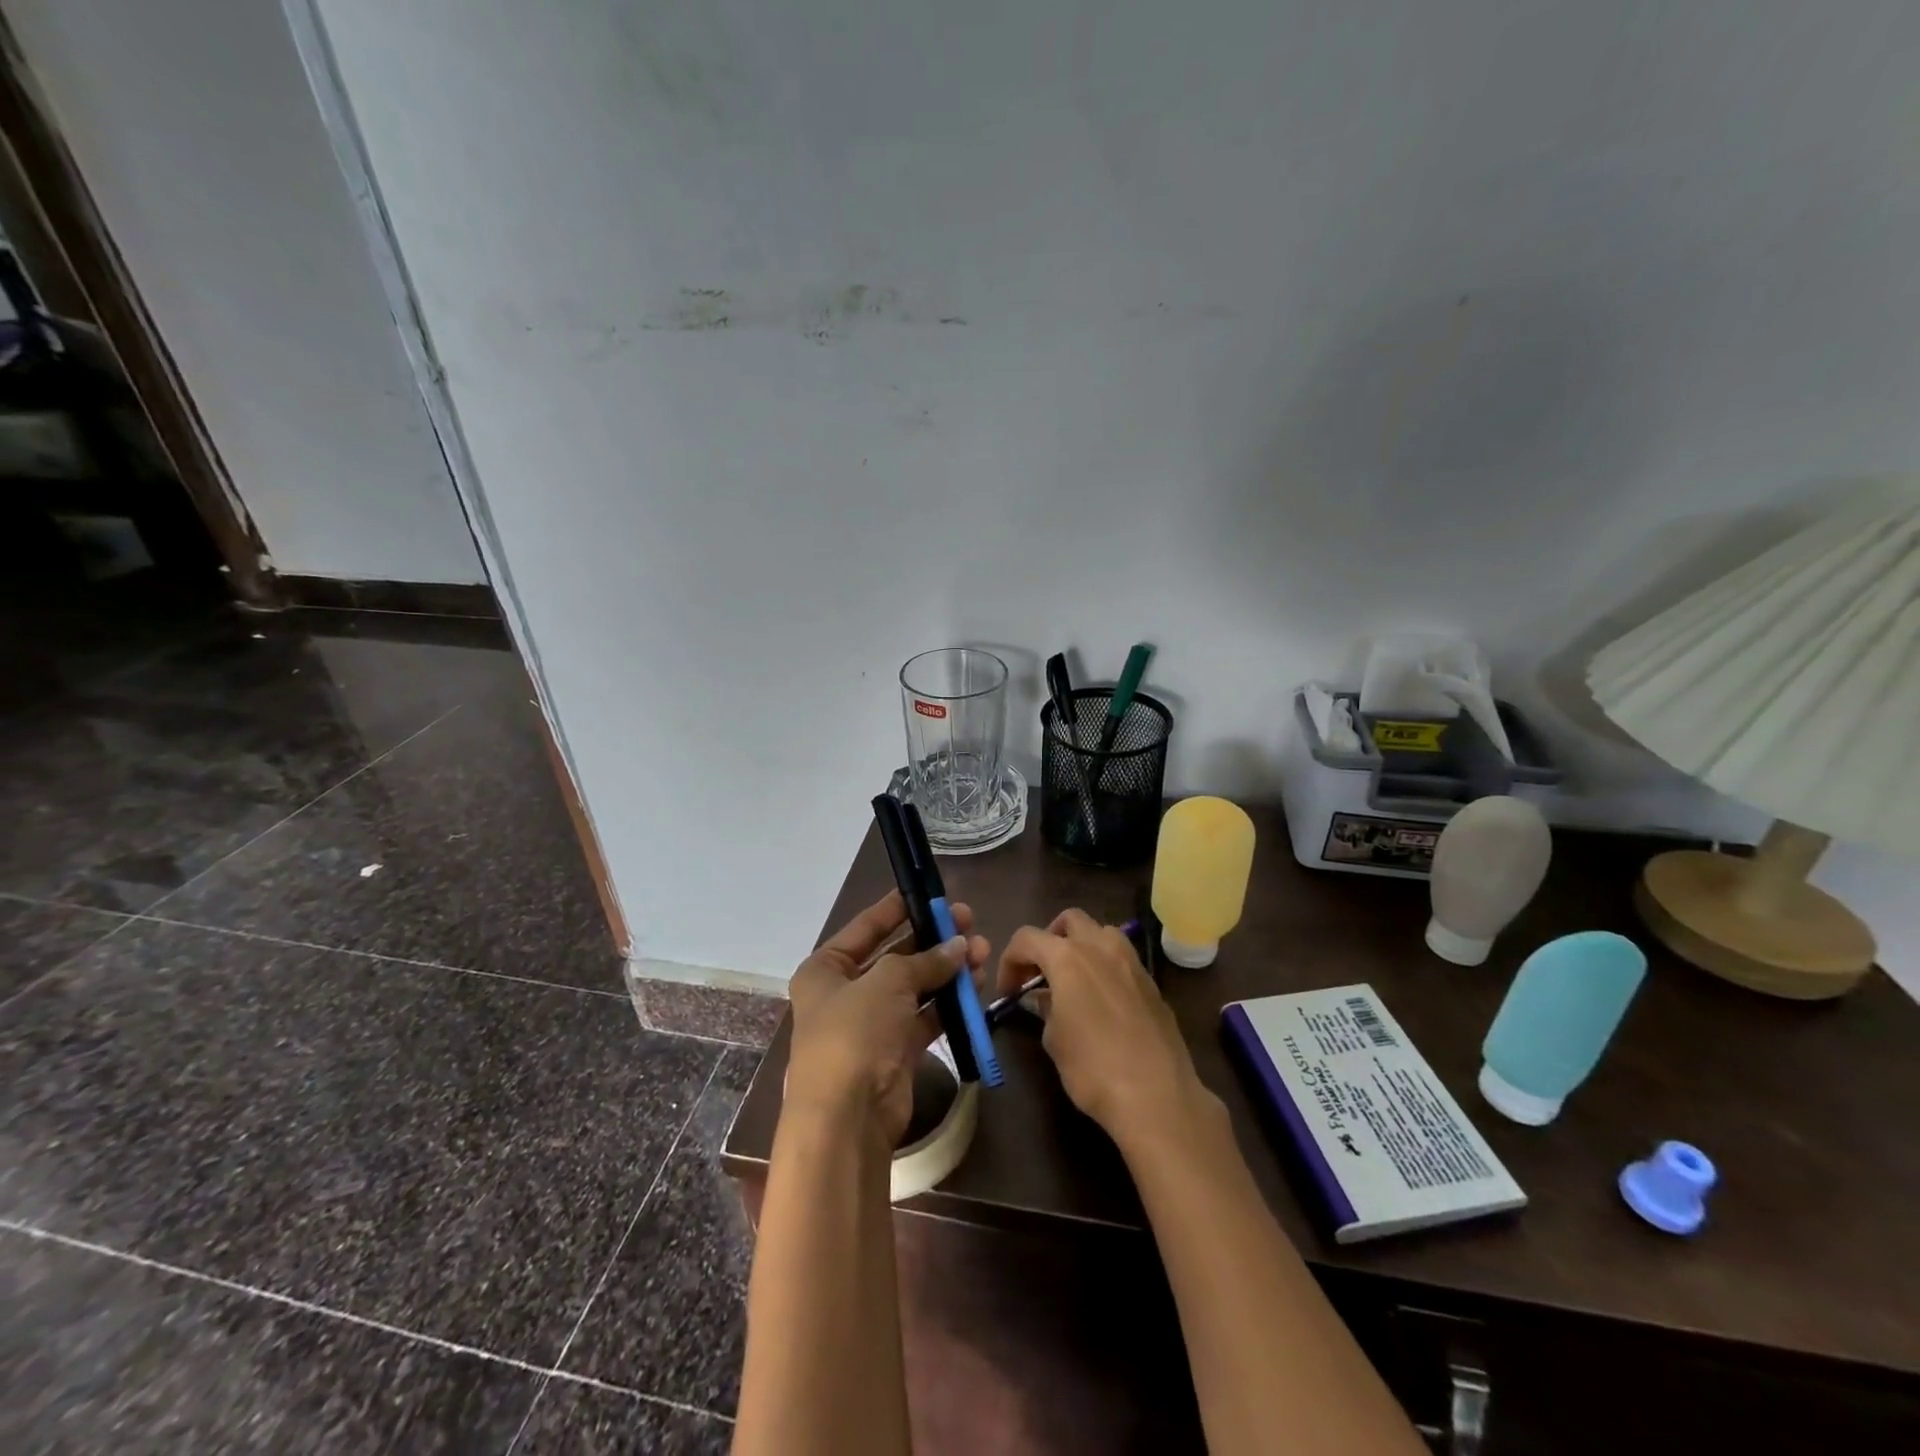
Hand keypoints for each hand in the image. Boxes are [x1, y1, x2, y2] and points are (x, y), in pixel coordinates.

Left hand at [786, 890, 991, 1147]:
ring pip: (915, 987)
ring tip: (983, 951)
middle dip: (933, 940)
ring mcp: (871, 1025)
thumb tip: (959, 945)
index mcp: (825, 970)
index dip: (896, 908)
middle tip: (969, 921)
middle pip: (895, 956)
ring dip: (947, 970)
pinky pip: (925, 1017)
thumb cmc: (855, 1033)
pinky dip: (948, 1003)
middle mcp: (845, 994)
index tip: (927, 892)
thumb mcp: (888, 981)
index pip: (865, 928)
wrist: (847, 1118)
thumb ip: (925, 960)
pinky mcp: (895, 1052)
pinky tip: (976, 985)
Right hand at [998, 908, 1222, 1151]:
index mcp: (1068, 957)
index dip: (1010, 961)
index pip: (1027, 938)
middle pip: (1069, 920)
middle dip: (1049, 939)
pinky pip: (1122, 960)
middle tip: (1040, 973)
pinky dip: (1105, 968)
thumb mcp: (1054, 1040)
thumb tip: (1045, 1000)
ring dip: (1082, 946)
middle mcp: (1101, 947)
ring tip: (1073, 981)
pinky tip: (1102, 1002)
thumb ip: (1046, 1010)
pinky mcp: (1152, 984)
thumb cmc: (1093, 1068)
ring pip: (1101, 933)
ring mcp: (1132, 962)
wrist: (1156, 1096)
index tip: (1008, 991)